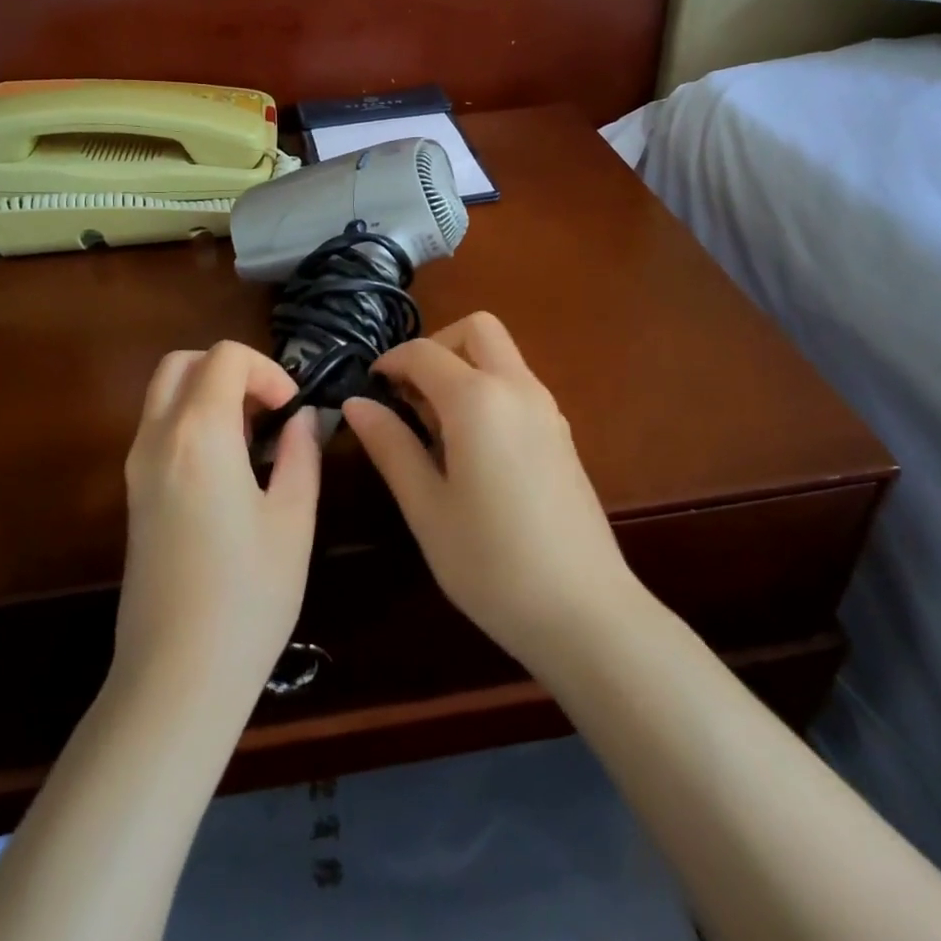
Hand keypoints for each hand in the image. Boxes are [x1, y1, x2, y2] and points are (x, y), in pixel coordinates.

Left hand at [116, 342, 321, 702]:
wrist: (176, 676)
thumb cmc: (248, 596)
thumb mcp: (294, 520)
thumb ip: (301, 454)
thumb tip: (304, 419)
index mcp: (199, 435)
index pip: (225, 357)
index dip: (268, 371)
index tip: (293, 412)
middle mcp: (157, 439)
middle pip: (183, 363)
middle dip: (231, 371)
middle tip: (269, 412)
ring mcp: (137, 467)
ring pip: (165, 394)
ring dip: (210, 394)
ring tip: (254, 441)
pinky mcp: (133, 495)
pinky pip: (159, 429)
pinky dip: (192, 421)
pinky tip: (229, 469)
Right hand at [343, 312, 636, 665]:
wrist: (584, 611)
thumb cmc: (491, 562)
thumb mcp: (426, 507)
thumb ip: (390, 446)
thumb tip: (356, 403)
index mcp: (478, 400)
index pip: (424, 352)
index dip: (390, 362)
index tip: (369, 389)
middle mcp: (518, 388)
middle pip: (477, 329)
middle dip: (436, 347)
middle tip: (410, 396)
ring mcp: (547, 408)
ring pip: (501, 355)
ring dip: (464, 368)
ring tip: (435, 428)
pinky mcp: (562, 433)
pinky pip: (518, 385)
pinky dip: (488, 390)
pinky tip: (471, 447)